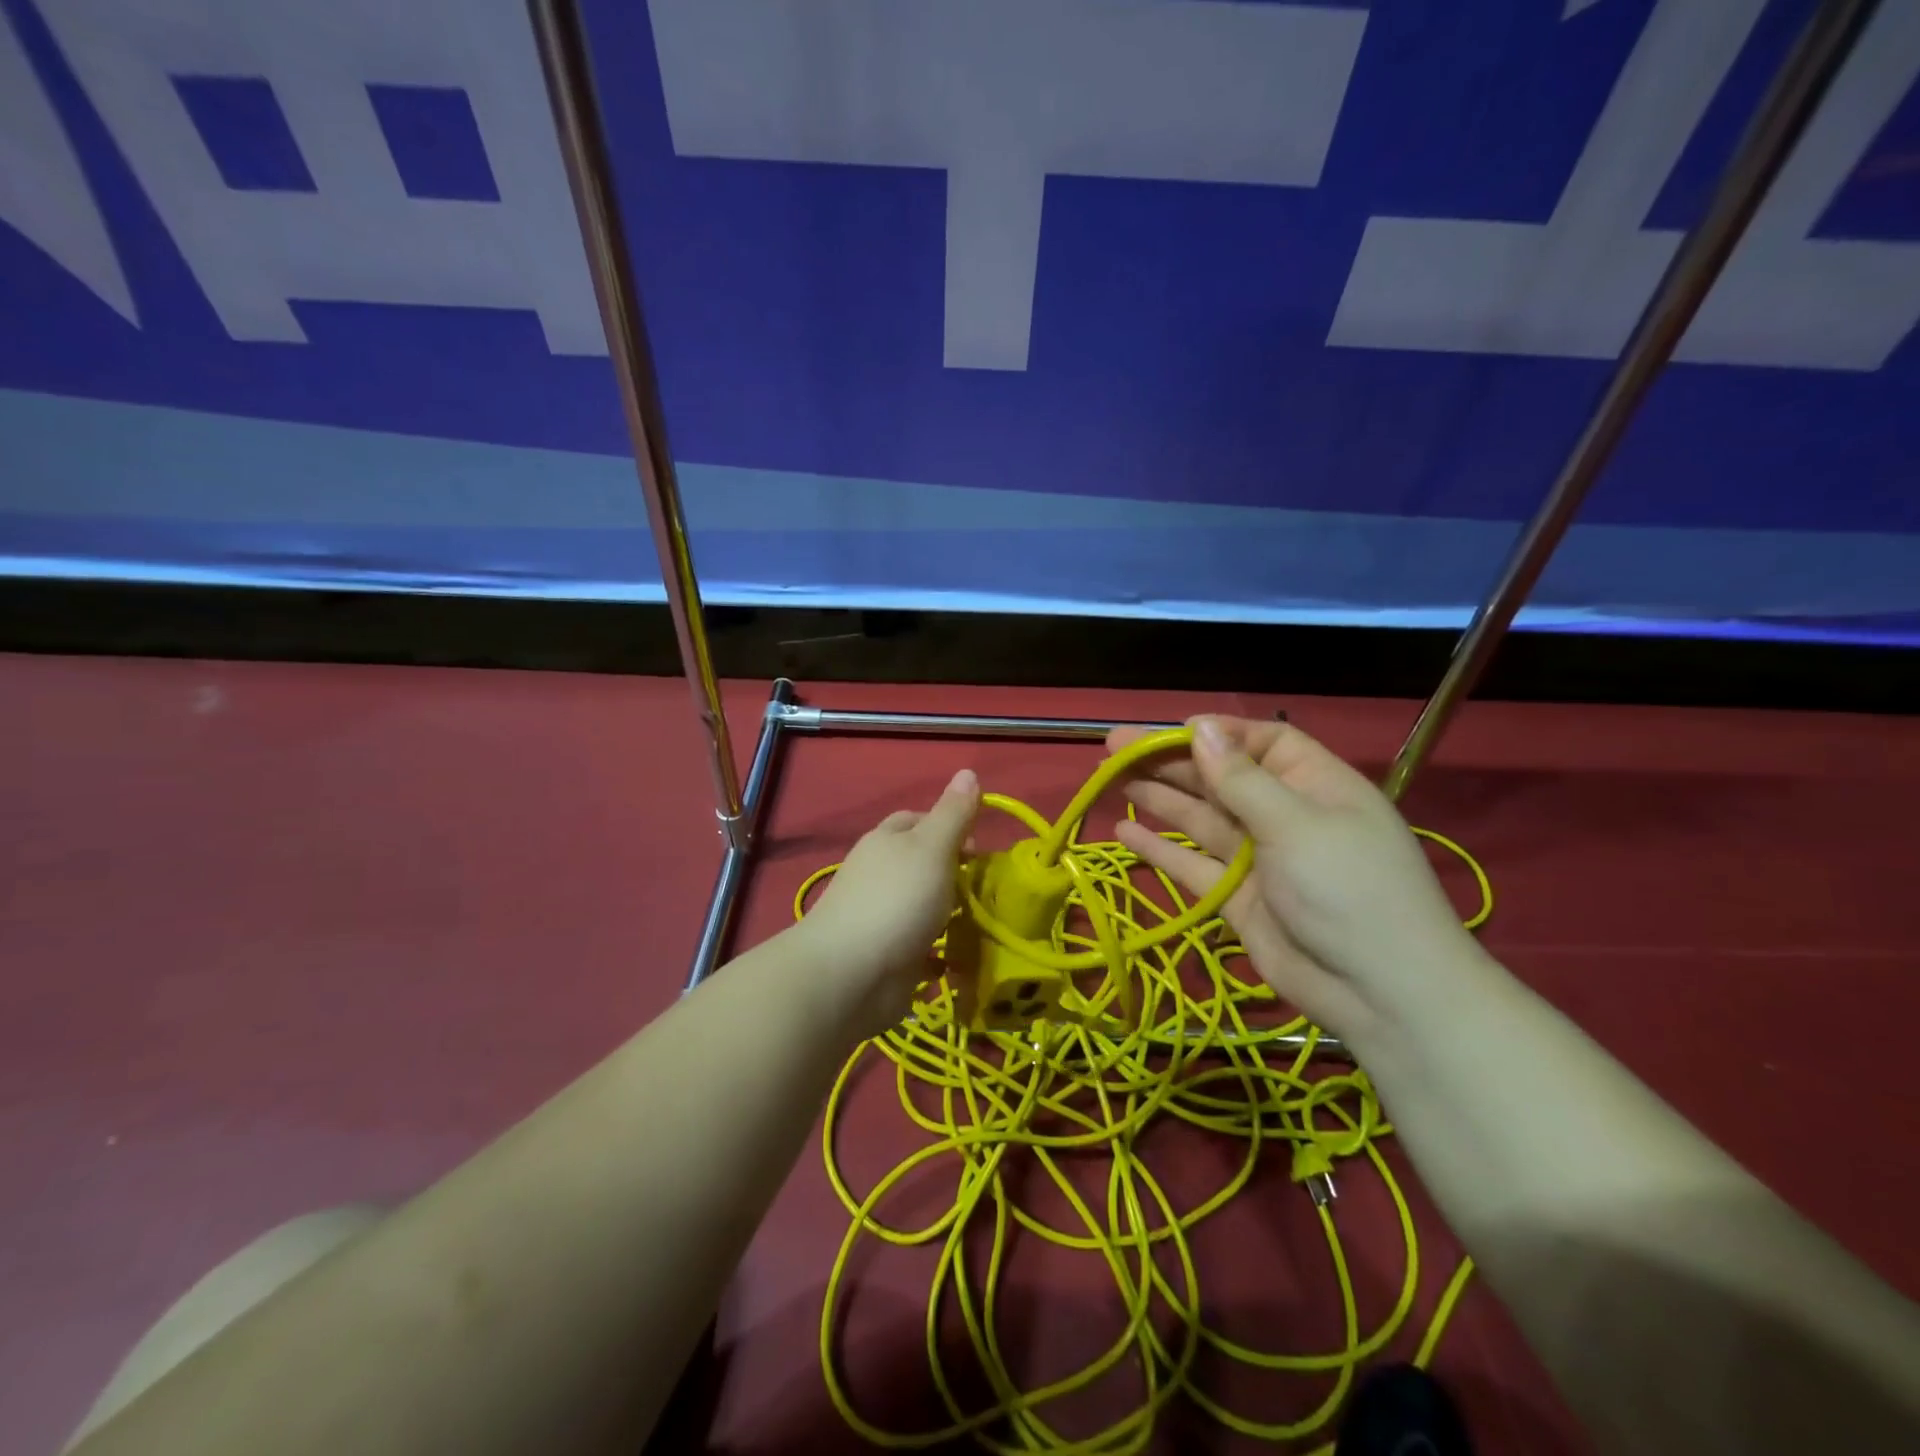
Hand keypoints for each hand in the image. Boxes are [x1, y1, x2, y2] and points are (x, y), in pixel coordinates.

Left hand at [795, 769, 979, 1032]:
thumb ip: (953, 814)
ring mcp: (881, 917)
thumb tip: (968, 771)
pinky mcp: (887, 956)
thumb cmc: (896, 900)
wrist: (850, 974)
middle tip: (988, 890)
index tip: (980, 849)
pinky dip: (941, 953)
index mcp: (887, 841)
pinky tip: (961, 960)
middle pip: (923, 865)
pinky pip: (921, 949)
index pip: (918, 820)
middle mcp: (880, 875)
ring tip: (985, 925)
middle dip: (955, 875)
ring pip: (924, 907)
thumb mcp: (932, 848)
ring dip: (951, 915)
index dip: (950, 826)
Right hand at [1110, 716, 1491, 1051]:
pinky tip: (1124, 833)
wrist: (1379, 995)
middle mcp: (1284, 815)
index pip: (1261, 742)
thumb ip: (1240, 779)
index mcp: (1314, 785)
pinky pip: (1192, 865)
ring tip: (1112, 778)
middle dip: (1170, 761)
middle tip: (1114, 749)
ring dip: (1159, 798)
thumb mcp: (1296, 824)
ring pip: (1200, 818)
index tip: (1168, 732)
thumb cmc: (1347, 889)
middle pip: (1220, 778)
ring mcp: (1259, 859)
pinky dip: (1160, 850)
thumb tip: (1200, 727)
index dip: (1215, 734)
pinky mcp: (1237, 898)